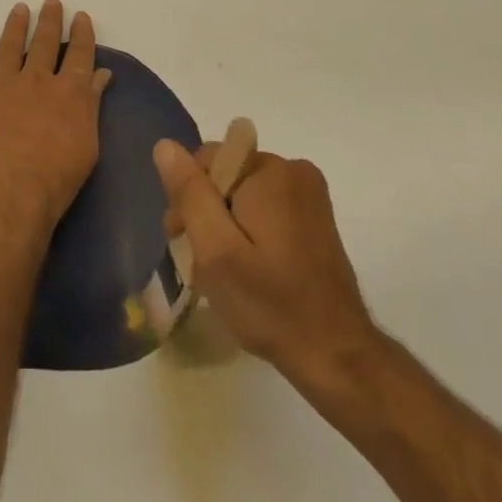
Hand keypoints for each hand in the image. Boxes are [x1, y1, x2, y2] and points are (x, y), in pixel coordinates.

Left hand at [0, 0, 111, 241]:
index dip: (81, 33)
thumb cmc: (55, 181)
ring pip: (9, 48)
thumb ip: (92, 105)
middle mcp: (36, 81)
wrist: (7, 198)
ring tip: (19, 9)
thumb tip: (101, 74)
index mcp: (68, 92)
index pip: (79, 54)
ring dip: (15, 26)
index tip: (81, 16)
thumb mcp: (87, 146)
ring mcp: (1, 87)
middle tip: (51, 1)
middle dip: (50, 20)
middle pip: (45, 42)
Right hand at [154, 140, 376, 382]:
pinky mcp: (316, 217)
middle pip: (227, 175)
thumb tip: (165, 146)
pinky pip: (267, 207)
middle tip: (201, 264)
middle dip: (207, 212)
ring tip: (226, 273)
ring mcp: (309, 194)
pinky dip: (250, 231)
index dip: (188, 198)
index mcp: (270, 170)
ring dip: (227, 225)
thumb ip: (190, 194)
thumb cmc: (270, 303)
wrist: (336, 356)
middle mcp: (294, 170)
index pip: (208, 159)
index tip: (183, 241)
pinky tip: (250, 270)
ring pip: (244, 193)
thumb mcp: (216, 250)